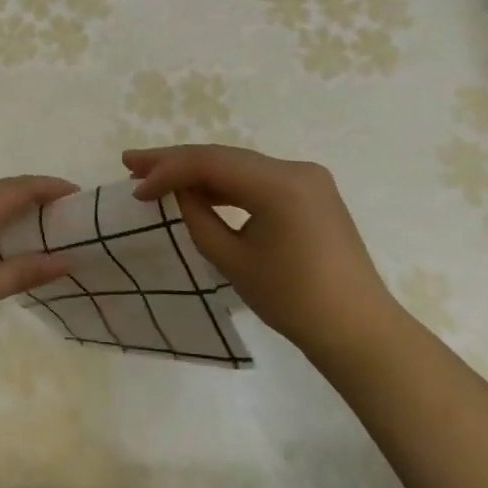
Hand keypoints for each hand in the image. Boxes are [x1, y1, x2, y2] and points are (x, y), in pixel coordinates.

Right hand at [124, 145, 403, 358]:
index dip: (167, 170)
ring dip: (199, 172)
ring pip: (240, 167)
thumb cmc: (293, 301)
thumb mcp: (233, 260)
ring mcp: (307, 179)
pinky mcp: (311, 194)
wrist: (357, 330)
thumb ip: (199, 217)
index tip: (134, 187)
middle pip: (225, 157)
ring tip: (154, 175)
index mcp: (280, 184)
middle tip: (131, 163)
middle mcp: (296, 169)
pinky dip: (226, 185)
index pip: (211, 162)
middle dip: (176, 161)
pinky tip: (198, 191)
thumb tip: (180, 191)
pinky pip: (259, 180)